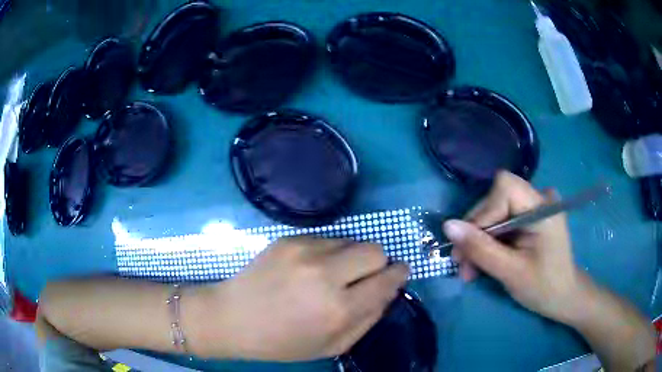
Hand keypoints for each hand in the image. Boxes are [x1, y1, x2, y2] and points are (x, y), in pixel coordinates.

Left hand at [189, 236, 408, 360]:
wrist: (232, 318)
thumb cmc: (282, 342)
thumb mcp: (331, 345)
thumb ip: (368, 319)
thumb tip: (388, 291)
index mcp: (338, 309)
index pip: (387, 279)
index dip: (397, 274)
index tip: (398, 273)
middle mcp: (325, 274)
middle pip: (375, 250)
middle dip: (378, 263)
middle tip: (364, 276)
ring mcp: (304, 251)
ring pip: (351, 240)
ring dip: (351, 257)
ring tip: (331, 274)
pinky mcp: (289, 238)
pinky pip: (326, 238)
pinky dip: (328, 252)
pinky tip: (309, 268)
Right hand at [444, 171, 582, 323]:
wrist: (563, 297)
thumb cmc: (543, 288)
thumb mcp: (510, 272)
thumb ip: (480, 248)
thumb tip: (447, 226)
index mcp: (543, 208)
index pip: (505, 188)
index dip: (483, 212)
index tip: (468, 245)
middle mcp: (540, 199)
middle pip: (497, 200)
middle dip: (476, 232)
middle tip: (461, 264)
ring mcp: (536, 207)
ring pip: (496, 212)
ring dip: (479, 240)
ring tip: (469, 270)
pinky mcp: (531, 218)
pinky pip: (503, 221)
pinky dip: (490, 241)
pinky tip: (482, 261)